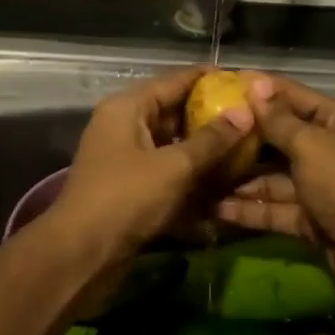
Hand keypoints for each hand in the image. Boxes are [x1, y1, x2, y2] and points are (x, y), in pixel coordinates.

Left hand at [52, 67, 254, 247]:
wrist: (82, 255)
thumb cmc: (126, 198)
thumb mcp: (174, 166)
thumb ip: (211, 140)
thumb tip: (246, 112)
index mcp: (128, 108)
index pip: (174, 81)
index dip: (209, 78)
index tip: (244, 80)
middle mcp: (125, 126)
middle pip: (174, 112)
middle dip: (212, 116)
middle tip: (252, 117)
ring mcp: (127, 158)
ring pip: (173, 144)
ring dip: (205, 148)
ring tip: (247, 147)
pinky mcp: (132, 187)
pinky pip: (168, 170)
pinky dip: (192, 174)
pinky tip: (224, 181)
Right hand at [215, 76, 334, 322]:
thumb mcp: (311, 144)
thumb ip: (278, 120)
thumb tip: (256, 84)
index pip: (293, 96)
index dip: (259, 90)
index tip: (219, 84)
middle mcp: (331, 149)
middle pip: (280, 137)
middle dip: (244, 138)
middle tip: (199, 130)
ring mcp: (321, 187)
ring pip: (274, 177)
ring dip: (240, 178)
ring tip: (198, 172)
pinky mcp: (312, 221)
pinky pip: (276, 208)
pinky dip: (250, 209)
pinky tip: (214, 207)